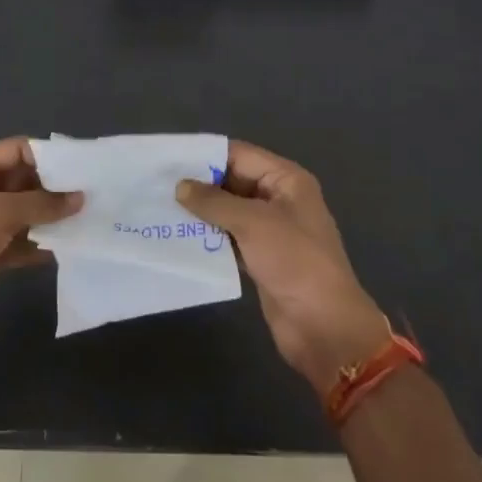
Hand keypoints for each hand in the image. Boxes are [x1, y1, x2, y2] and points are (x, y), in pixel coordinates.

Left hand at [0, 138, 82, 348]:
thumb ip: (41, 204)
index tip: (80, 168)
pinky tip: (65, 248)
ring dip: (48, 218)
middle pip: (19, 181)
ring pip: (20, 214)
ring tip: (85, 220)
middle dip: (52, 188)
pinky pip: (17, 242)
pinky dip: (37, 244)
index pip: (14, 150)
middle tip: (89, 195)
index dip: (46, 156)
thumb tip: (79, 198)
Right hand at [176, 141, 388, 391]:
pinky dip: (208, 236)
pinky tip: (179, 237)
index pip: (239, 155)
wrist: (324, 326)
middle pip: (232, 181)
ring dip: (200, 212)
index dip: (205, 155)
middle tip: (157, 185)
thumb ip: (214, 202)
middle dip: (199, 184)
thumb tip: (180, 186)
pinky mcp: (261, 258)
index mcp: (286, 180)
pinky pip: (229, 237)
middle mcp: (279, 199)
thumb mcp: (253, 223)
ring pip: (228, 211)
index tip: (168, 159)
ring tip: (161, 208)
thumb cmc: (294, 261)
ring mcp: (271, 230)